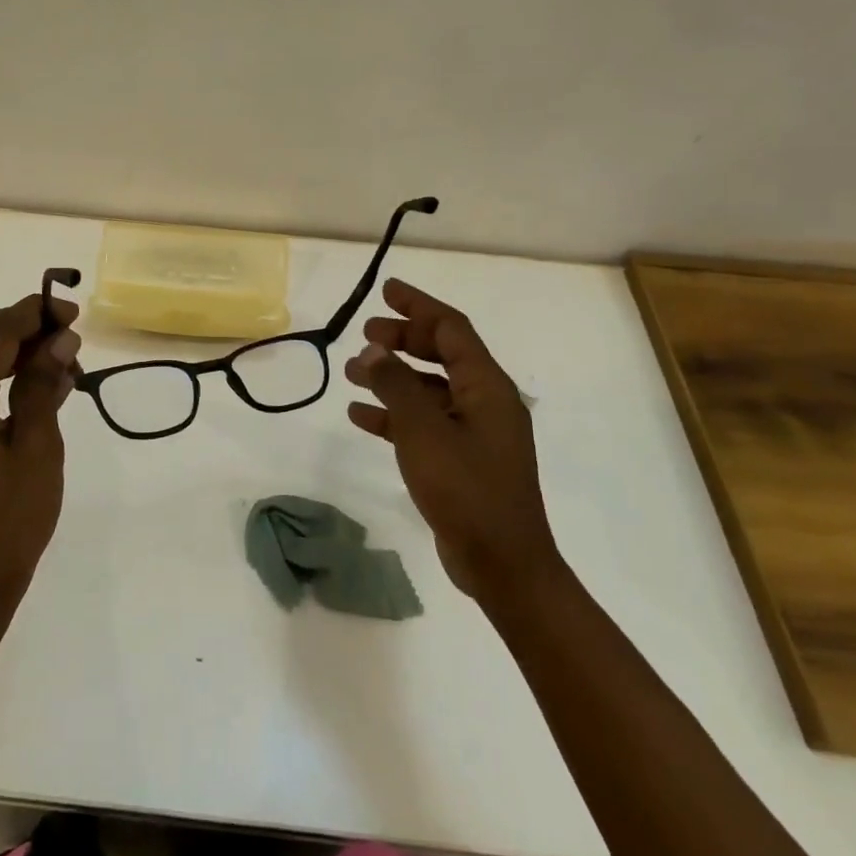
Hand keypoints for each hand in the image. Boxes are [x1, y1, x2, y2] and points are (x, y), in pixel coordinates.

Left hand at [0, 294, 80, 615]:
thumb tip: (61, 339)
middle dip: (16, 324)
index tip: (70, 310)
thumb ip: (42, 386)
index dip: (32, 315)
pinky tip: (24, 379)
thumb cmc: (9, 525)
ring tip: (52, 355)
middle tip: (63, 329)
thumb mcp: (37, 451)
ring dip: (2, 345)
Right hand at [343, 279, 557, 599]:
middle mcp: (485, 402)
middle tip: (366, 333)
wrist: (503, 564)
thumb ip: (396, 385)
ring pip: (429, 389)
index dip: (419, 306)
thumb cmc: (466, 489)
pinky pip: (424, 423)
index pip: (452, 329)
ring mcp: (475, 433)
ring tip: (352, 372)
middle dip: (403, 339)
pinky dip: (395, 414)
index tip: (386, 291)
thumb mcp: (424, 431)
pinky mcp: (462, 461)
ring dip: (392, 377)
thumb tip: (374, 349)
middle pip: (441, 354)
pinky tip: (361, 416)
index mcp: (487, 387)